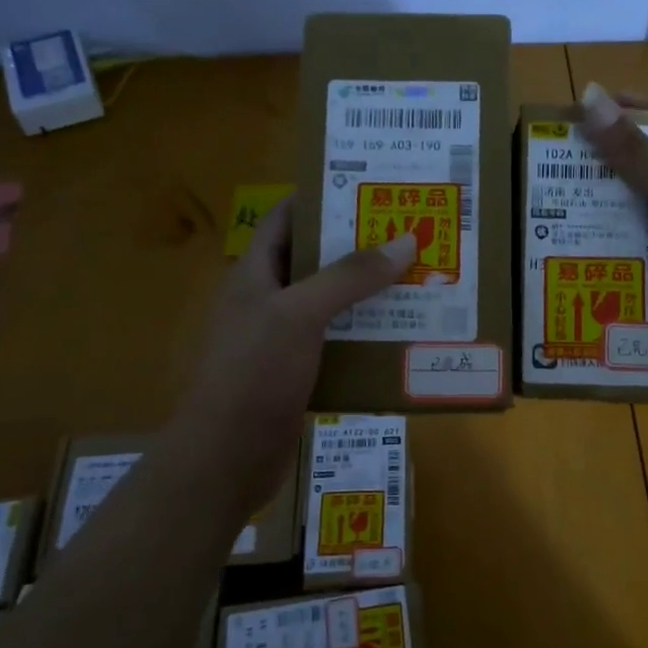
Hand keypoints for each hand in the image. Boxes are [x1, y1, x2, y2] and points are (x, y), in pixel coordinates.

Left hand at [174, 197, 416, 511]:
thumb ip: (349, 277)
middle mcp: (269, 301)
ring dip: (370, 295)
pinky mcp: (300, 374)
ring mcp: (283, 340)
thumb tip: (403, 241)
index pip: (287, 218)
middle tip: (411, 234)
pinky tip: (403, 336)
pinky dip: (368, 337)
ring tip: (419, 280)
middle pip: (317, 261)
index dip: (323, 198)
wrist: (227, 457)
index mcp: (256, 274)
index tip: (372, 189)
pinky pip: (339, 344)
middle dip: (361, 248)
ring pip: (333, 305)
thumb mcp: (300, 315)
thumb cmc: (255, 373)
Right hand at [578, 81, 647, 372]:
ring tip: (549, 215)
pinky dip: (616, 257)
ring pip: (641, 217)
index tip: (580, 111)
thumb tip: (588, 99)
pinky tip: (574, 259)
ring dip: (604, 217)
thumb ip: (634, 150)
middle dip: (604, 170)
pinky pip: (643, 258)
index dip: (626, 110)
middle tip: (549, 169)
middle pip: (646, 170)